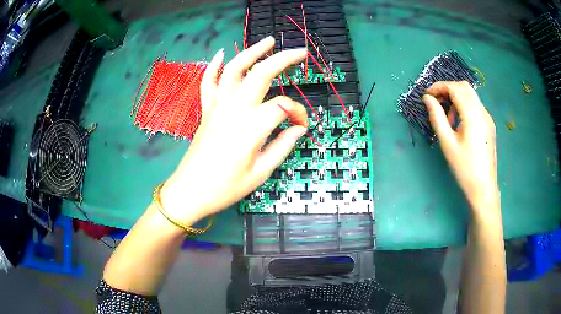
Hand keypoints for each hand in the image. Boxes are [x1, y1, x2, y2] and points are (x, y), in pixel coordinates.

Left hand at [159, 37, 307, 223]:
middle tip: (300, 52)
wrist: (191, 191)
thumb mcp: (261, 172)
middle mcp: (235, 108)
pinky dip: (214, 66)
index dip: (298, 113)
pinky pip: (208, 82)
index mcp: (252, 126)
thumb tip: (299, 129)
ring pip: (235, 69)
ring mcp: (217, 106)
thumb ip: (283, 146)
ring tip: (268, 41)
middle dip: (283, 59)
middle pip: (261, 73)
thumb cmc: (226, 187)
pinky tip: (221, 54)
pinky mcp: (206, 110)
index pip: (283, 107)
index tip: (301, 126)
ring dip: (252, 51)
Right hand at [423, 81, 497, 209]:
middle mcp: (482, 111)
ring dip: (456, 98)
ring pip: (470, 96)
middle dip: (448, 89)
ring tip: (448, 118)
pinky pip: (475, 106)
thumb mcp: (447, 143)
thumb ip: (437, 117)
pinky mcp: (489, 125)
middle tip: (436, 102)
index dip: (439, 86)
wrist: (483, 188)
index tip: (426, 94)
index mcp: (473, 115)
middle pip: (464, 87)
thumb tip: (427, 99)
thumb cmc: (464, 168)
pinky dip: (464, 107)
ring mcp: (487, 118)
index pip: (455, 88)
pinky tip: (459, 124)